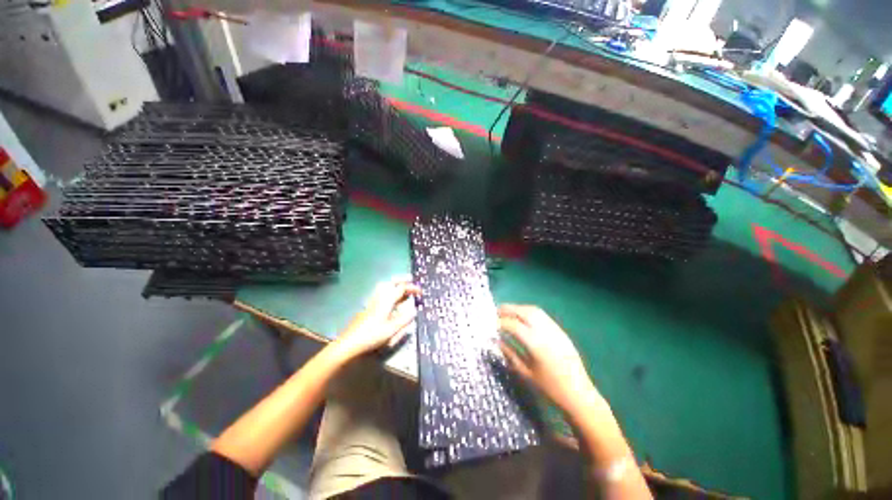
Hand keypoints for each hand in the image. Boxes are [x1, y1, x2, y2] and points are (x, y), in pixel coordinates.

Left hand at [332, 278, 420, 360]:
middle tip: (410, 280)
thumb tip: (414, 311)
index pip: (401, 288)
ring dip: (394, 284)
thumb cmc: (371, 336)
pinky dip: (389, 291)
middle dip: (402, 280)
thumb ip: (404, 320)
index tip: (421, 292)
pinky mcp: (368, 307)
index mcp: (386, 301)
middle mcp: (379, 297)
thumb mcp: (391, 330)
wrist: (349, 343)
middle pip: (391, 282)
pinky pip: (380, 293)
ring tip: (402, 288)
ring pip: (384, 286)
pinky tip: (391, 300)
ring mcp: (372, 301)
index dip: (412, 288)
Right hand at [498, 304, 601, 415]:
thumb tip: (497, 341)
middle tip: (496, 313)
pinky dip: (529, 313)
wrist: (579, 395)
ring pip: (534, 310)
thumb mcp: (526, 373)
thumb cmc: (550, 389)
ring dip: (518, 309)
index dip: (500, 322)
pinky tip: (523, 319)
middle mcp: (546, 332)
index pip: (513, 325)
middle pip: (524, 312)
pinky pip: (542, 315)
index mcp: (536, 344)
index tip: (490, 324)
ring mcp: (555, 329)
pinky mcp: (561, 331)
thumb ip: (510, 354)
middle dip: (508, 309)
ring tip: (508, 313)